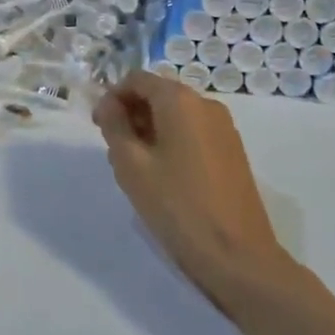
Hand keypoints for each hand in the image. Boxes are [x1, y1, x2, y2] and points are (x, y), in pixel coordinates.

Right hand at [93, 72, 288, 302]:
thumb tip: (109, 104)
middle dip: (131, 113)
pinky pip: (194, 132)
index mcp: (181, 101)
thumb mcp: (131, 165)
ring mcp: (224, 128)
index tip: (98, 127)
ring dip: (151, 129)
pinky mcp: (233, 151)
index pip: (137, 79)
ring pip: (177, 115)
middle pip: (159, 94)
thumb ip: (114, 126)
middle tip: (114, 150)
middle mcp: (206, 104)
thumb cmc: (176, 206)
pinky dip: (172, 141)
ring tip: (136, 167)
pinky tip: (164, 176)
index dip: (112, 97)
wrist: (236, 255)